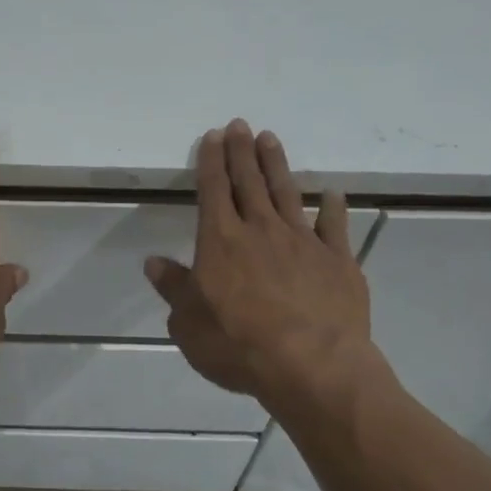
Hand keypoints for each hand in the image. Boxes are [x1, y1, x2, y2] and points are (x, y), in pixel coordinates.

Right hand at [145, 119, 382, 409]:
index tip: (213, 135)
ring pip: (286, 193)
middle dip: (242, 151)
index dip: (211, 161)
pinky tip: (333, 193)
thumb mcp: (189, 325)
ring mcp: (303, 242)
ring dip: (277, 165)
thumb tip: (153, 263)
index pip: (213, 190)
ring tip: (270, 139)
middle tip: (241, 124)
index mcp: (221, 242)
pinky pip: (334, 226)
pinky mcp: (337, 261)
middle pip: (248, 181)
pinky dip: (333, 207)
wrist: (313, 366)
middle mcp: (260, 230)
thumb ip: (174, 289)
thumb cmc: (240, 346)